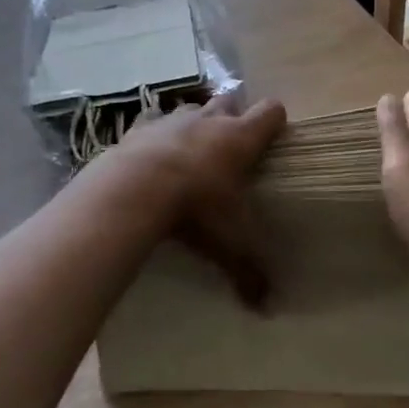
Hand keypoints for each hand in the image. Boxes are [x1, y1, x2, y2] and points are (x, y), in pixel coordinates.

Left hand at [106, 93, 287, 306]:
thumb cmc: (195, 208)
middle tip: (231, 145)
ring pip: (192, 108)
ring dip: (195, 123)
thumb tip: (266, 307)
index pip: (271, 111)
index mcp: (240, 138)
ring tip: (191, 150)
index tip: (274, 136)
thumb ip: (249, 270)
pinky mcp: (139, 128)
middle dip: (233, 115)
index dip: (275, 120)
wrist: (133, 190)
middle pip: (230, 99)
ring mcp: (172, 120)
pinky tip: (151, 155)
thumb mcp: (228, 243)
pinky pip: (152, 122)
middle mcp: (210, 120)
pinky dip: (155, 135)